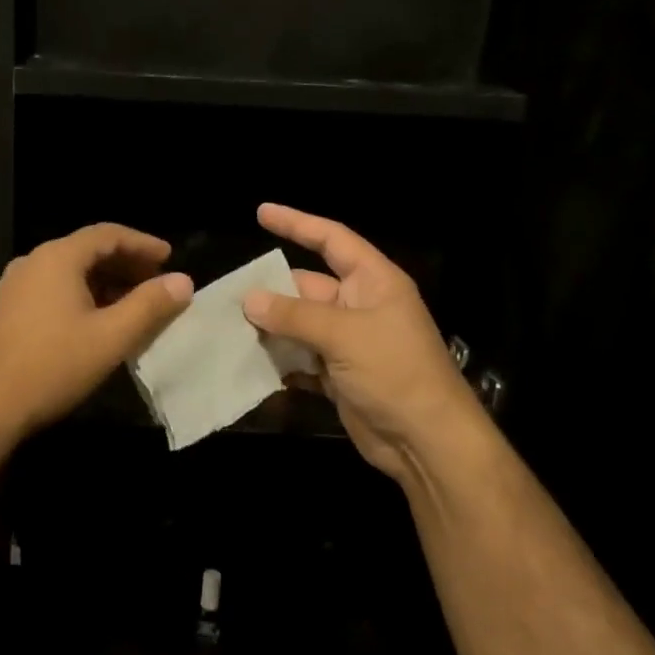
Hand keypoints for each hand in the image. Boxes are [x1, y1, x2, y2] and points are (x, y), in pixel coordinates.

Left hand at [0, 223, 192, 441]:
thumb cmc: (53, 367)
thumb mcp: (111, 337)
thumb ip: (150, 306)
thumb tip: (183, 281)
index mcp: (57, 258)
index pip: (107, 235)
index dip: (142, 244)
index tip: (169, 257)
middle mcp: (32, 263)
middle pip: (86, 251)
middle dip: (125, 264)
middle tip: (155, 282)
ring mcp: (13, 287)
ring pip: (68, 272)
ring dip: (103, 282)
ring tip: (131, 304)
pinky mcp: (5, 311)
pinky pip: (51, 290)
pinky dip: (80, 296)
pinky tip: (94, 322)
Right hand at [242, 203, 482, 488]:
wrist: (426, 441)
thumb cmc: (395, 372)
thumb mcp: (344, 335)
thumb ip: (294, 315)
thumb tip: (248, 299)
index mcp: (373, 282)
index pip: (332, 240)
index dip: (297, 223)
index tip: (261, 213)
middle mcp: (360, 306)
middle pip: (307, 286)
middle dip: (271, 290)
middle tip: (228, 295)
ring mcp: (349, 342)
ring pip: (300, 324)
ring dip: (270, 327)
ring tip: (228, 327)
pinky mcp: (338, 375)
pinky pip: (301, 358)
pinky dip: (279, 360)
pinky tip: (249, 362)